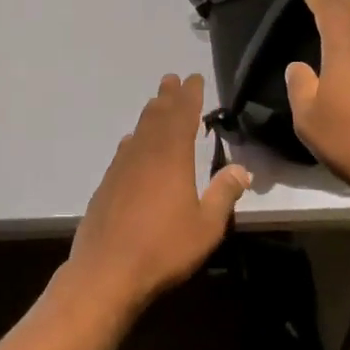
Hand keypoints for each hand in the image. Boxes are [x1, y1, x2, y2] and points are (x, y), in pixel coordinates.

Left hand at [67, 73, 250, 313]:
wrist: (107, 271)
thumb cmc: (163, 248)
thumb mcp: (206, 225)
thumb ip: (223, 194)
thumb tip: (242, 169)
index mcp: (171, 157)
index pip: (182, 115)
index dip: (189, 96)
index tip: (193, 78)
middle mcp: (144, 154)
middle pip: (156, 117)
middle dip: (167, 97)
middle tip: (171, 79)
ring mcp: (121, 168)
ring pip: (138, 131)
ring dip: (149, 115)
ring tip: (156, 104)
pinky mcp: (107, 185)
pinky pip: (124, 151)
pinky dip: (133, 139)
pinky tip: (132, 144)